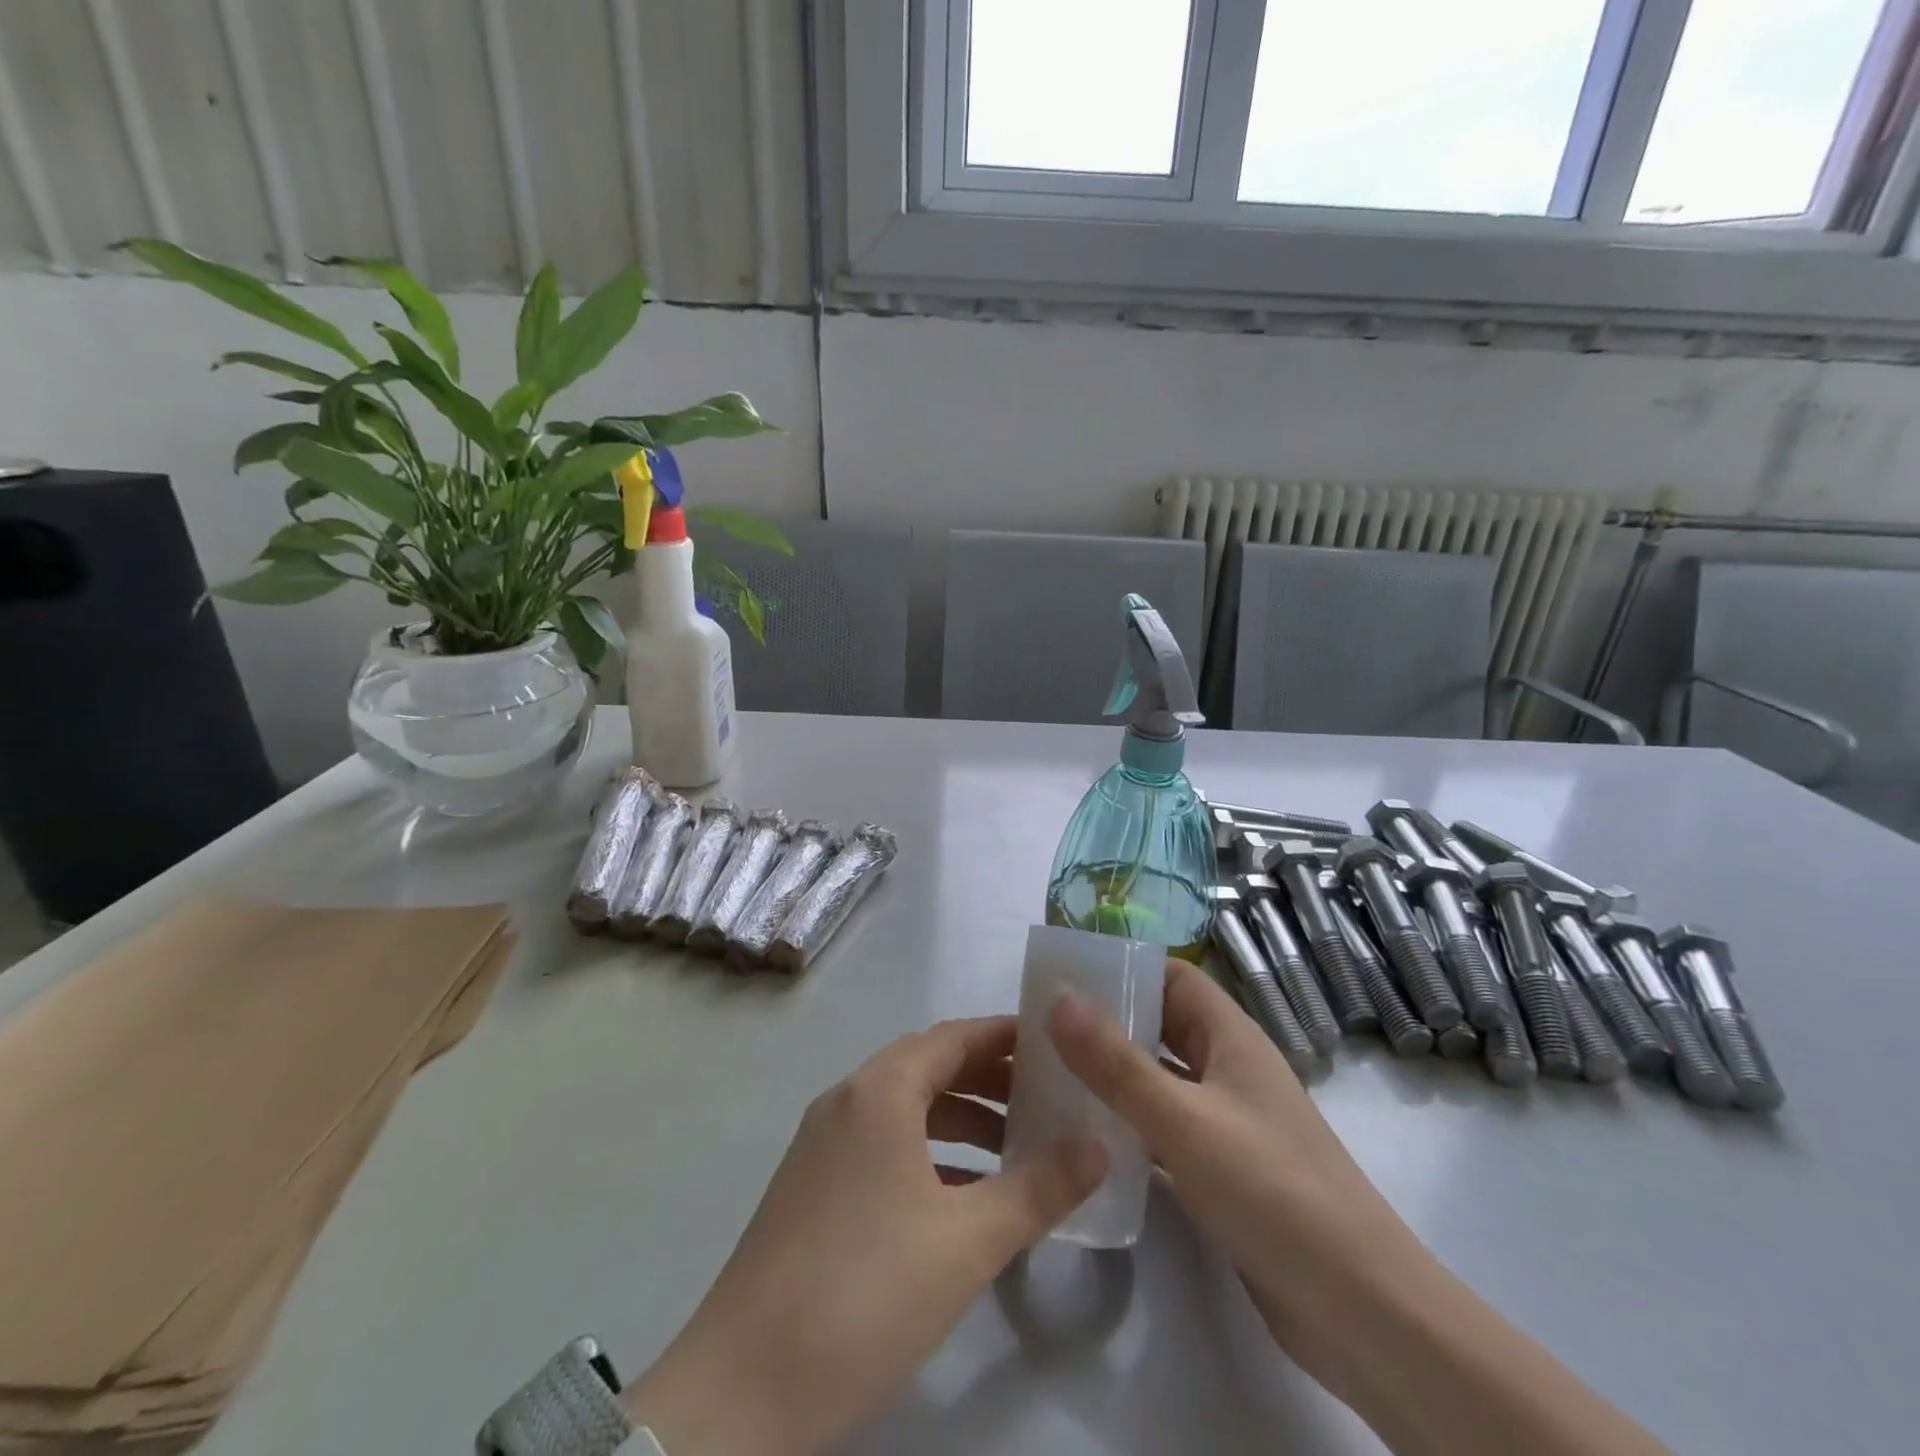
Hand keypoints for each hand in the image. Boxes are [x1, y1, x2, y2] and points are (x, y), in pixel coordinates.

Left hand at [626, 1017, 1106, 1455]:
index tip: (1055, 1043)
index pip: (953, 1037)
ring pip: (906, 1107)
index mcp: (880, 1091)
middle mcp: (848, 1100)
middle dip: (989, 1077)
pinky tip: (964, 1194)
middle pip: (930, 1066)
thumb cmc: (865, 1294)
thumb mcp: (966, 1242)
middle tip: (1047, 1096)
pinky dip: (929, 1151)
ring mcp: (824, 1142)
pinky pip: (884, 1143)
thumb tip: (1099, 1146)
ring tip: (1018, 1147)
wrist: (742, 1390)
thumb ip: (1039, 1188)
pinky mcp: (813, 1184)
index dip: (1005, 1035)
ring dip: (961, 1117)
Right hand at [1051, 962, 1668, 1455]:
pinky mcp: (1218, 1169)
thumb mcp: (1186, 1122)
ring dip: (1110, 1073)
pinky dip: (1125, 1123)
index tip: (1063, 971)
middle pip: (1160, 1024)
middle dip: (1105, 1020)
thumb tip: (1058, 997)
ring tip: (1045, 1072)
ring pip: (1157, 1078)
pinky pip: (1160, 1127)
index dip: (1123, 966)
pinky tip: (1082, 1135)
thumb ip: (1118, 1063)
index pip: (1172, 976)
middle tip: (1038, 1024)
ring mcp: (1225, 1120)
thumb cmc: (1275, 1193)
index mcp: (1231, 1037)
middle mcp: (1227, 1068)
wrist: (1362, 1313)